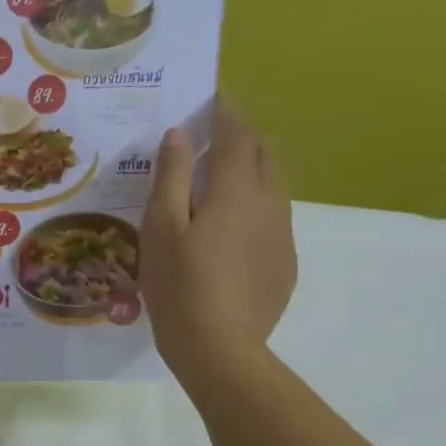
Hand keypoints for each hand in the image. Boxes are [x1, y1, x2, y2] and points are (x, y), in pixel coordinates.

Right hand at [139, 97, 296, 370]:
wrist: (220, 348)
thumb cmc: (179, 284)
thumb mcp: (160, 227)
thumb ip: (172, 176)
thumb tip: (181, 134)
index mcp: (237, 189)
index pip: (238, 133)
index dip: (226, 111)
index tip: (213, 97)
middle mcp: (270, 203)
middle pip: (265, 154)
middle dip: (242, 136)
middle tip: (211, 138)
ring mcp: (283, 234)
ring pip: (274, 185)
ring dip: (250, 171)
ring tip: (218, 182)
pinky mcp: (285, 262)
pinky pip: (273, 218)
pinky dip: (254, 205)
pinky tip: (228, 231)